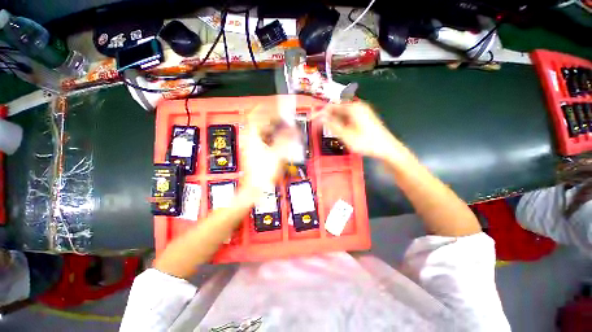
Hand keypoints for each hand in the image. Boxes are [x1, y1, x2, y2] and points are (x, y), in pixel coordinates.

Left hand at [240, 107, 296, 192]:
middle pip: (259, 122)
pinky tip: (278, 140)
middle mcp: (249, 140)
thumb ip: (286, 140)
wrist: (255, 188)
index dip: (265, 107)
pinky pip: (263, 140)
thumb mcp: (277, 154)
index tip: (274, 103)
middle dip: (271, 117)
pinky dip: (271, 136)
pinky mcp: (255, 153)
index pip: (255, 115)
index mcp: (252, 137)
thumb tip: (293, 130)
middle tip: (281, 116)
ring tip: (281, 127)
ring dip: (271, 127)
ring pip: (261, 131)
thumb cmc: (262, 173)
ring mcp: (251, 147)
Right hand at [323, 101, 403, 160]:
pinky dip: (342, 123)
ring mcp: (362, 112)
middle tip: (318, 126)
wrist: (387, 148)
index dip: (321, 112)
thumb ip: (332, 125)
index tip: (312, 118)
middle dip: (327, 117)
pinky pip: (349, 117)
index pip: (331, 106)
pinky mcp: (364, 118)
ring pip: (343, 114)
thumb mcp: (346, 135)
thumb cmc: (366, 142)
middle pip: (337, 109)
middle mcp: (358, 106)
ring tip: (328, 130)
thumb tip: (320, 117)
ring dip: (334, 120)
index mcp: (353, 108)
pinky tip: (340, 130)